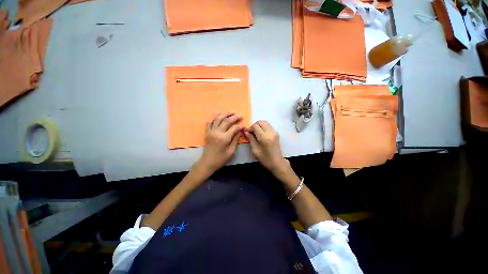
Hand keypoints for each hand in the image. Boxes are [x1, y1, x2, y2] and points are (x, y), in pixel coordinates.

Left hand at [197, 112, 242, 173]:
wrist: (208, 162)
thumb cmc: (221, 159)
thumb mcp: (231, 151)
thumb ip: (236, 140)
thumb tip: (239, 131)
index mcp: (224, 138)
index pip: (234, 128)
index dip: (240, 126)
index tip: (244, 126)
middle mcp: (217, 132)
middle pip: (227, 121)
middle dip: (235, 117)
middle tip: (240, 116)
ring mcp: (211, 131)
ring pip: (218, 119)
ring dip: (225, 114)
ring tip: (232, 111)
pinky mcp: (207, 132)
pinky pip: (210, 122)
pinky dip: (214, 116)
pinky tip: (218, 112)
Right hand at [244, 120, 288, 174]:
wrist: (277, 163)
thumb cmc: (265, 159)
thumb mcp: (255, 150)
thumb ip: (250, 139)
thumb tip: (245, 131)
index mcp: (265, 137)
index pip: (255, 126)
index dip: (249, 128)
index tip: (246, 133)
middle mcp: (270, 132)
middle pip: (261, 122)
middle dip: (254, 125)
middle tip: (251, 132)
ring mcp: (275, 132)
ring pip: (265, 122)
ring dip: (259, 125)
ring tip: (255, 133)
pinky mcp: (276, 133)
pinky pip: (268, 125)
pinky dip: (263, 127)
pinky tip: (260, 134)